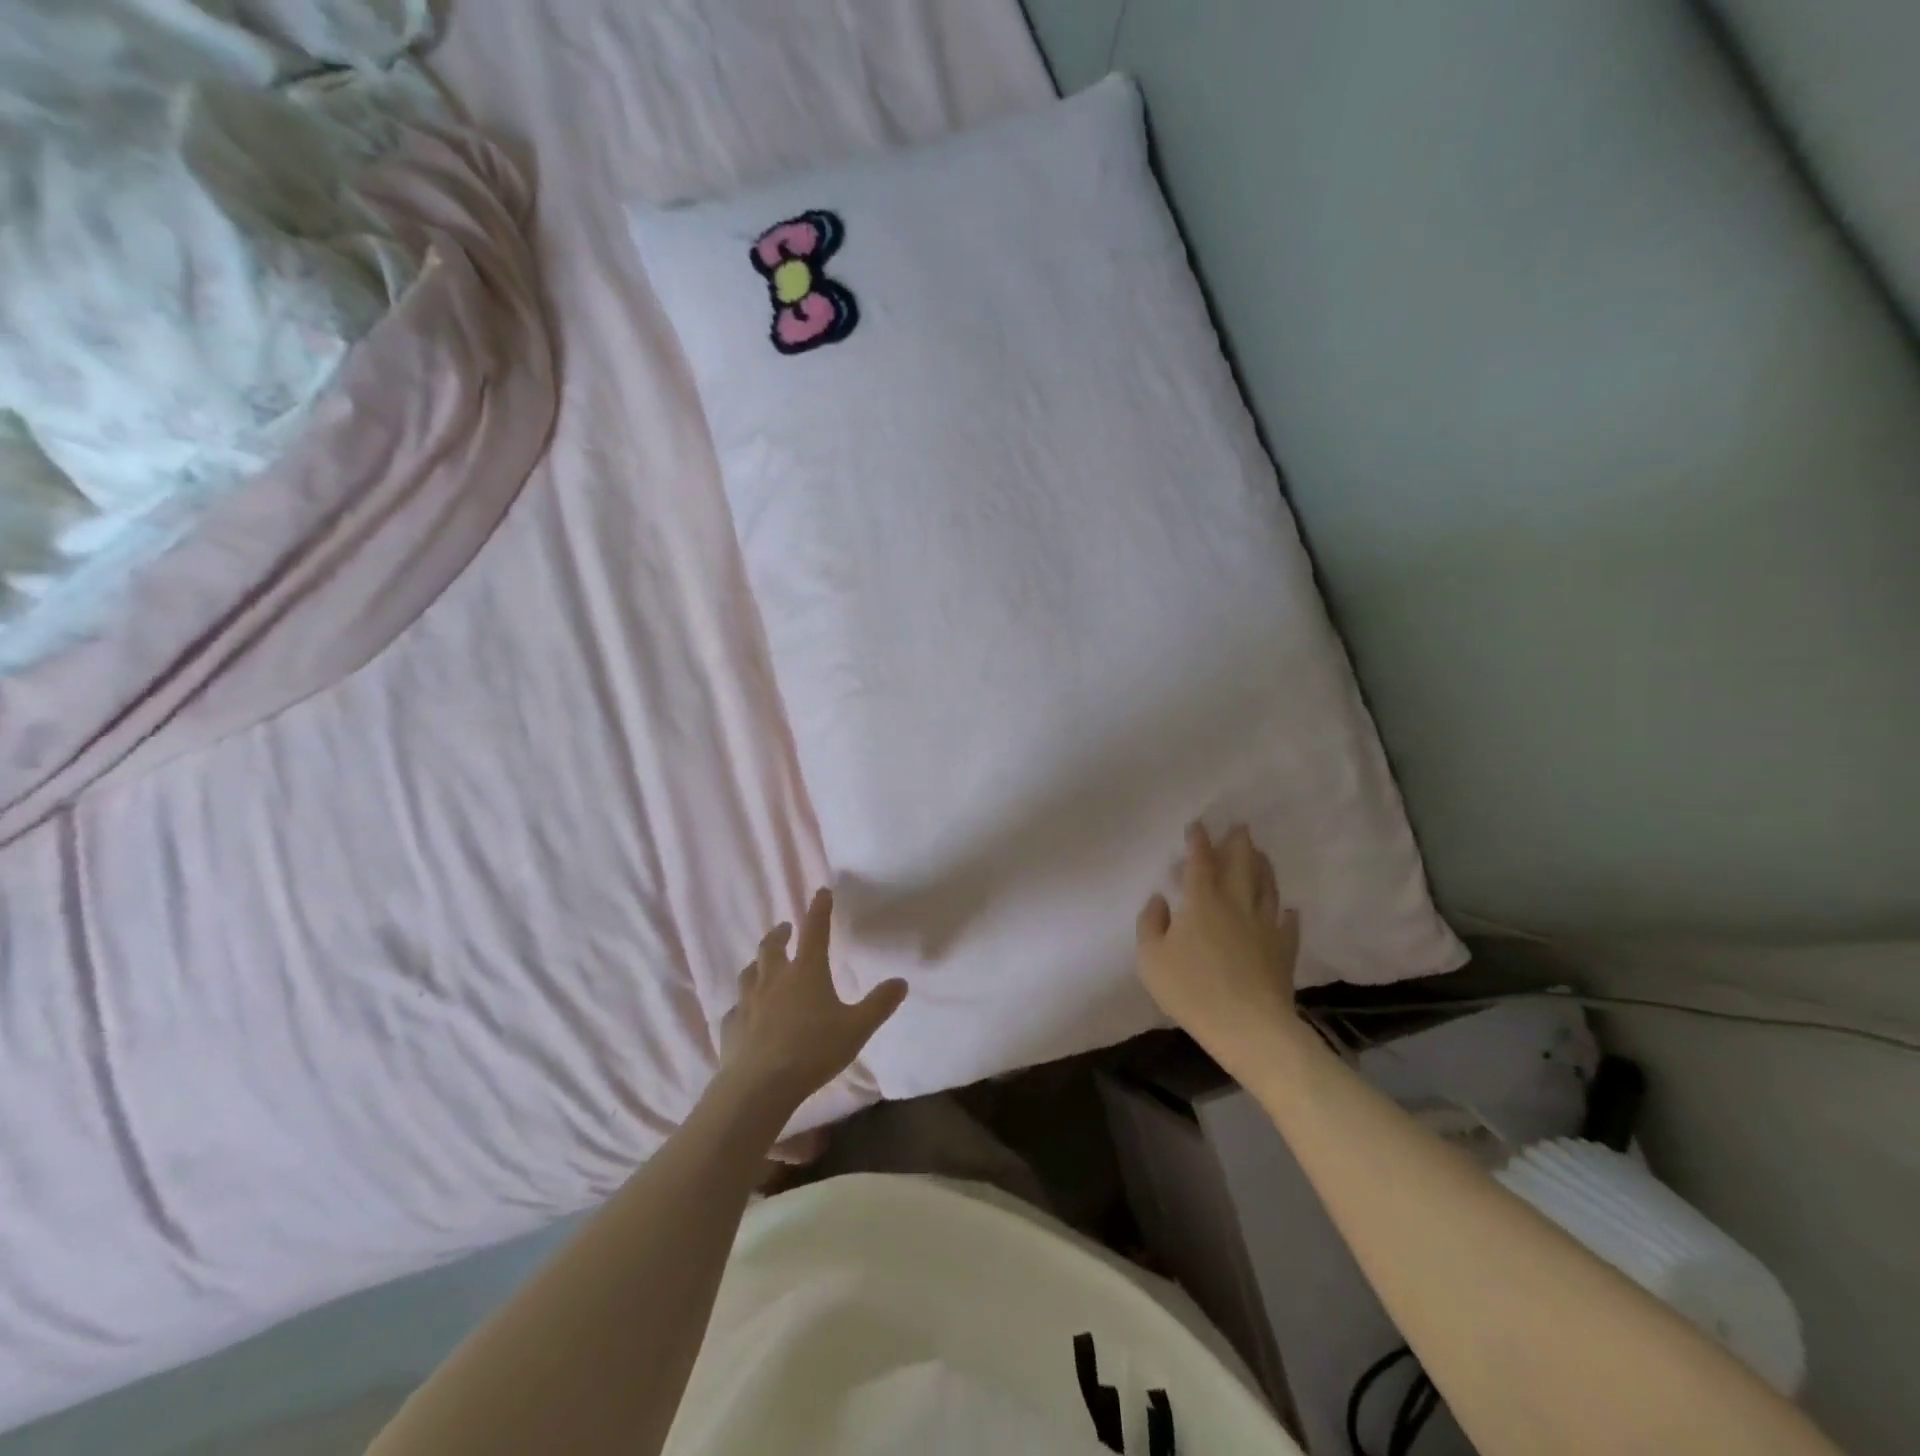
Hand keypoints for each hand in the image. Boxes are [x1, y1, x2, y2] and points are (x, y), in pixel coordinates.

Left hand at [721, 888, 907, 1108]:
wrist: (758, 1086)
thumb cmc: (812, 1051)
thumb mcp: (856, 1028)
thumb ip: (879, 1004)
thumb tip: (901, 981)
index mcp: (806, 971)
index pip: (815, 930)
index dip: (819, 909)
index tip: (821, 892)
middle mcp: (774, 978)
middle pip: (772, 946)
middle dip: (780, 933)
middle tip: (785, 927)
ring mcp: (748, 1001)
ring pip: (750, 971)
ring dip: (759, 962)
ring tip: (763, 964)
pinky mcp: (731, 1025)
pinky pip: (737, 1007)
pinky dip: (744, 1003)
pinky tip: (747, 1012)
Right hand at [1136, 823, 1302, 1069]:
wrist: (1248, 1026)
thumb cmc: (1191, 989)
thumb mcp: (1151, 958)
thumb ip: (1151, 923)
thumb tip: (1160, 899)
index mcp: (1201, 900)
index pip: (1200, 861)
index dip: (1198, 841)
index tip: (1198, 825)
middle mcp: (1236, 903)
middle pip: (1240, 864)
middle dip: (1238, 843)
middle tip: (1239, 826)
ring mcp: (1265, 925)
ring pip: (1266, 886)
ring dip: (1263, 866)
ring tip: (1260, 853)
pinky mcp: (1283, 949)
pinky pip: (1287, 924)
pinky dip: (1287, 913)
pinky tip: (1288, 909)